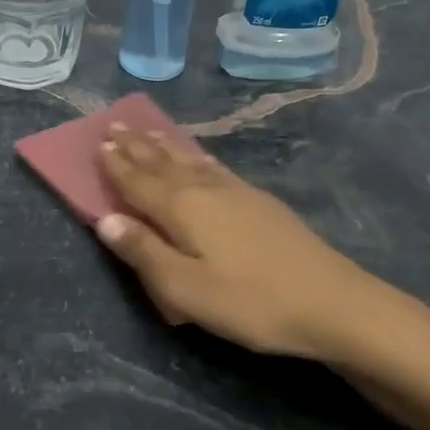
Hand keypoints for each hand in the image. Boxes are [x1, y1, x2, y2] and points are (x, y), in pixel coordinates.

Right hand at [93, 124, 388, 363]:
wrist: (330, 301)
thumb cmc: (251, 302)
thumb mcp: (186, 290)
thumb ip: (144, 253)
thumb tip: (105, 219)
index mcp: (183, 210)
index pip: (139, 183)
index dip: (117, 166)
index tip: (98, 144)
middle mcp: (206, 190)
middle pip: (163, 164)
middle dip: (137, 147)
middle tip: (115, 127)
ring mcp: (237, 192)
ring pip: (190, 161)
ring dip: (165, 147)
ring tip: (149, 131)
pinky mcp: (260, 201)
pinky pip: (216, 167)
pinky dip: (198, 158)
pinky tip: (199, 158)